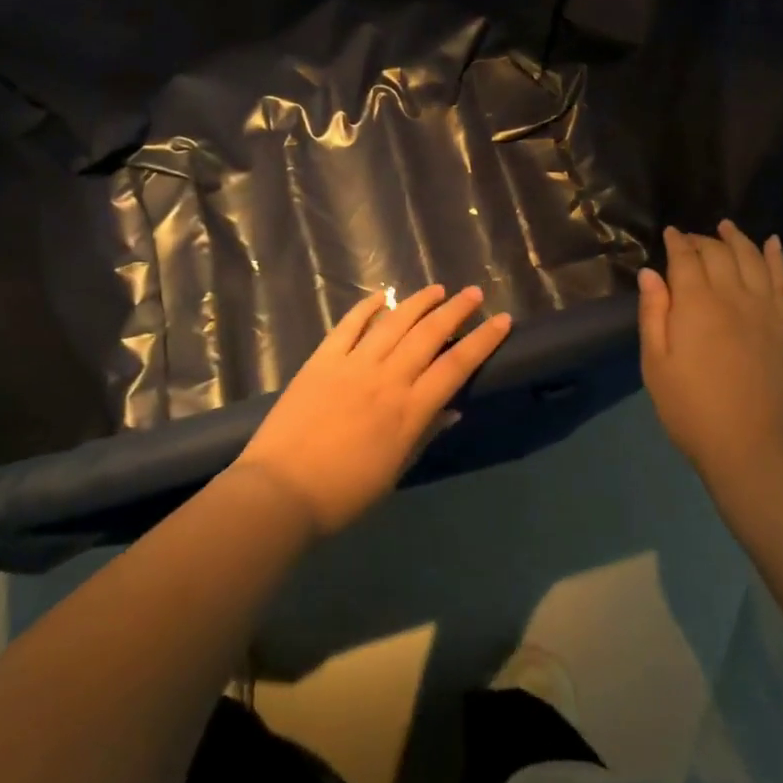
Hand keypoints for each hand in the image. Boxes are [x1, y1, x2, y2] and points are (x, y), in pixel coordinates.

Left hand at [231, 285, 511, 538]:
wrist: (280, 491)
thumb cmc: (344, 494)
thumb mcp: (395, 471)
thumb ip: (425, 434)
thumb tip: (453, 409)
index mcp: (410, 409)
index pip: (456, 366)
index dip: (482, 340)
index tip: (502, 320)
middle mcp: (388, 377)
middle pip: (429, 334)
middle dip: (456, 310)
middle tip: (473, 293)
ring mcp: (353, 364)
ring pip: (394, 322)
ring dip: (418, 302)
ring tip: (437, 289)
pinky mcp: (323, 359)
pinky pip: (349, 325)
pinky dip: (367, 307)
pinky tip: (382, 296)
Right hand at [637, 222, 782, 493]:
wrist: (752, 446)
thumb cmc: (691, 409)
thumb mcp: (655, 364)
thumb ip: (653, 314)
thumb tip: (651, 273)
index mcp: (695, 304)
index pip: (685, 258)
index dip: (676, 242)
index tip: (670, 233)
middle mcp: (732, 295)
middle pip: (718, 253)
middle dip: (702, 240)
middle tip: (690, 238)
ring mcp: (765, 308)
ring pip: (751, 258)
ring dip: (737, 238)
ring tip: (726, 227)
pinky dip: (776, 256)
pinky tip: (772, 242)